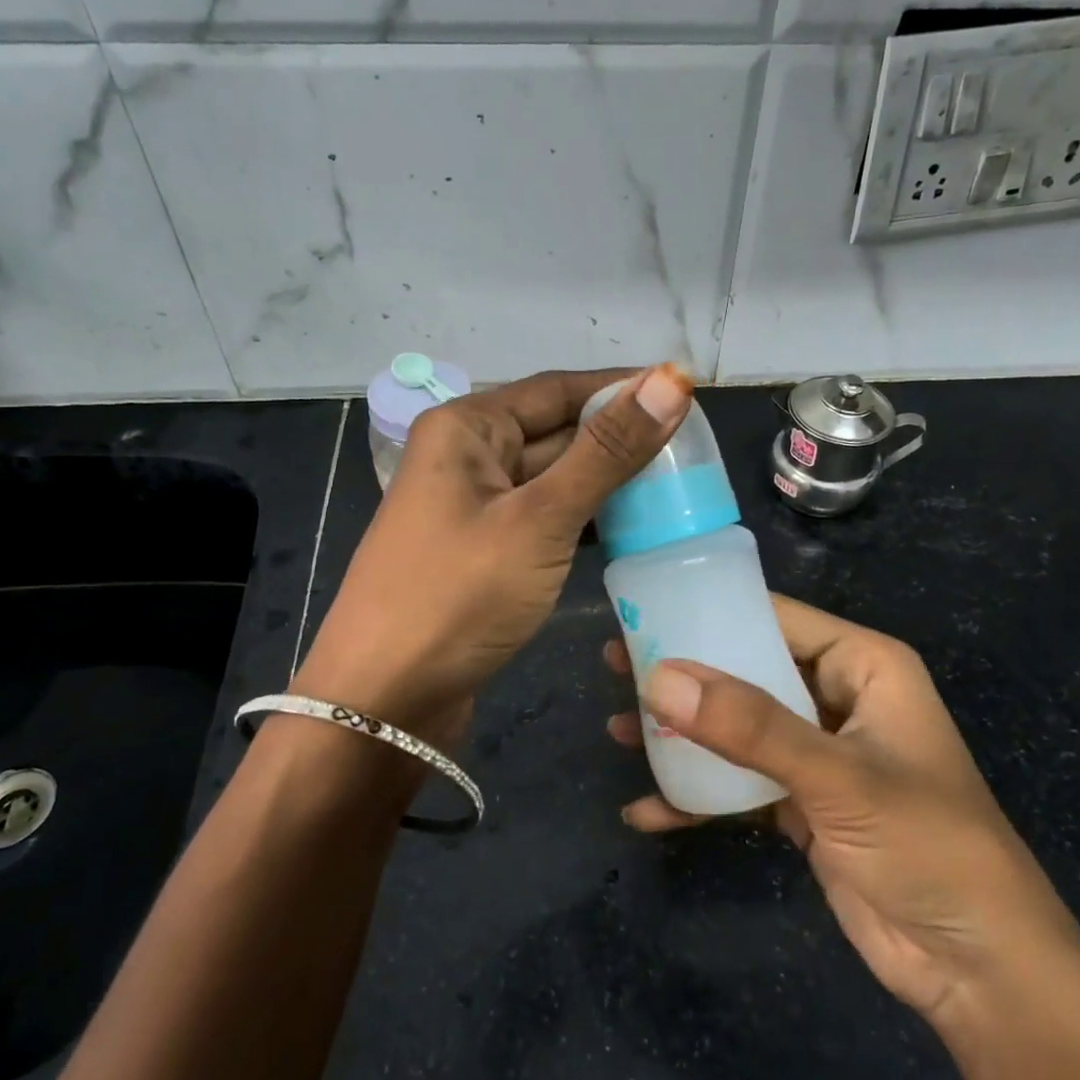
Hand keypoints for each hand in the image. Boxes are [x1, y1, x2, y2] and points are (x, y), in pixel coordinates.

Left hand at [298, 364, 693, 741]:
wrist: (384, 699)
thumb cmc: (457, 596)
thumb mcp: (539, 519)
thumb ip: (607, 452)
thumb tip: (670, 380)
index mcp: (467, 428)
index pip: (558, 389)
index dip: (622, 388)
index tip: (685, 393)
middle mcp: (466, 457)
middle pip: (556, 432)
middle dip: (619, 440)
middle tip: (695, 452)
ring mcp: (474, 508)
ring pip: (553, 479)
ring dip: (607, 483)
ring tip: (678, 487)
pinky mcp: (484, 552)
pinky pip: (544, 519)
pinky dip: (585, 520)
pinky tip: (631, 528)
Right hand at [605, 595, 1079, 1026]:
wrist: (979, 970)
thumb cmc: (928, 846)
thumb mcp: (838, 778)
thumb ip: (750, 726)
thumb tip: (659, 677)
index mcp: (863, 667)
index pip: (777, 618)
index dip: (712, 611)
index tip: (644, 613)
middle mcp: (838, 700)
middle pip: (747, 671)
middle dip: (685, 676)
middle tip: (615, 667)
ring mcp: (817, 756)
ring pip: (737, 728)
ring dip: (682, 735)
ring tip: (615, 732)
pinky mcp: (802, 806)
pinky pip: (740, 785)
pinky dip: (698, 797)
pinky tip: (648, 811)